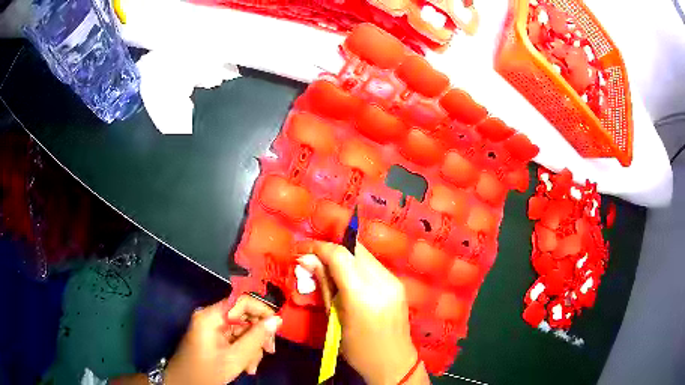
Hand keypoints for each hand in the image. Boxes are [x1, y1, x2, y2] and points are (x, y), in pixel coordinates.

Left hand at [164, 295, 281, 384]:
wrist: (184, 384)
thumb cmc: (207, 372)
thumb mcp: (235, 358)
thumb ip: (256, 338)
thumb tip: (277, 320)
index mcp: (211, 316)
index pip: (241, 301)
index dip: (262, 310)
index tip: (276, 329)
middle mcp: (211, 317)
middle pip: (243, 316)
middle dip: (257, 336)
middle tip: (268, 352)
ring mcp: (211, 327)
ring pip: (242, 330)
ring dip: (251, 348)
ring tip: (251, 367)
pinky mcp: (213, 337)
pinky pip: (235, 338)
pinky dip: (243, 351)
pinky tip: (246, 366)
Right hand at [297, 241, 429, 384]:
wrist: (394, 362)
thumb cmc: (358, 350)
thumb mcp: (335, 320)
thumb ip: (323, 286)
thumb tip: (307, 260)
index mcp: (363, 295)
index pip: (339, 255)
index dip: (317, 247)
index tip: (301, 249)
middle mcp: (382, 282)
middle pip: (353, 249)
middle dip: (330, 250)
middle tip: (312, 259)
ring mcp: (394, 281)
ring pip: (364, 254)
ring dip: (344, 256)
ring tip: (327, 269)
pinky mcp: (399, 283)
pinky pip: (373, 265)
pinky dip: (356, 265)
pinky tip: (347, 277)